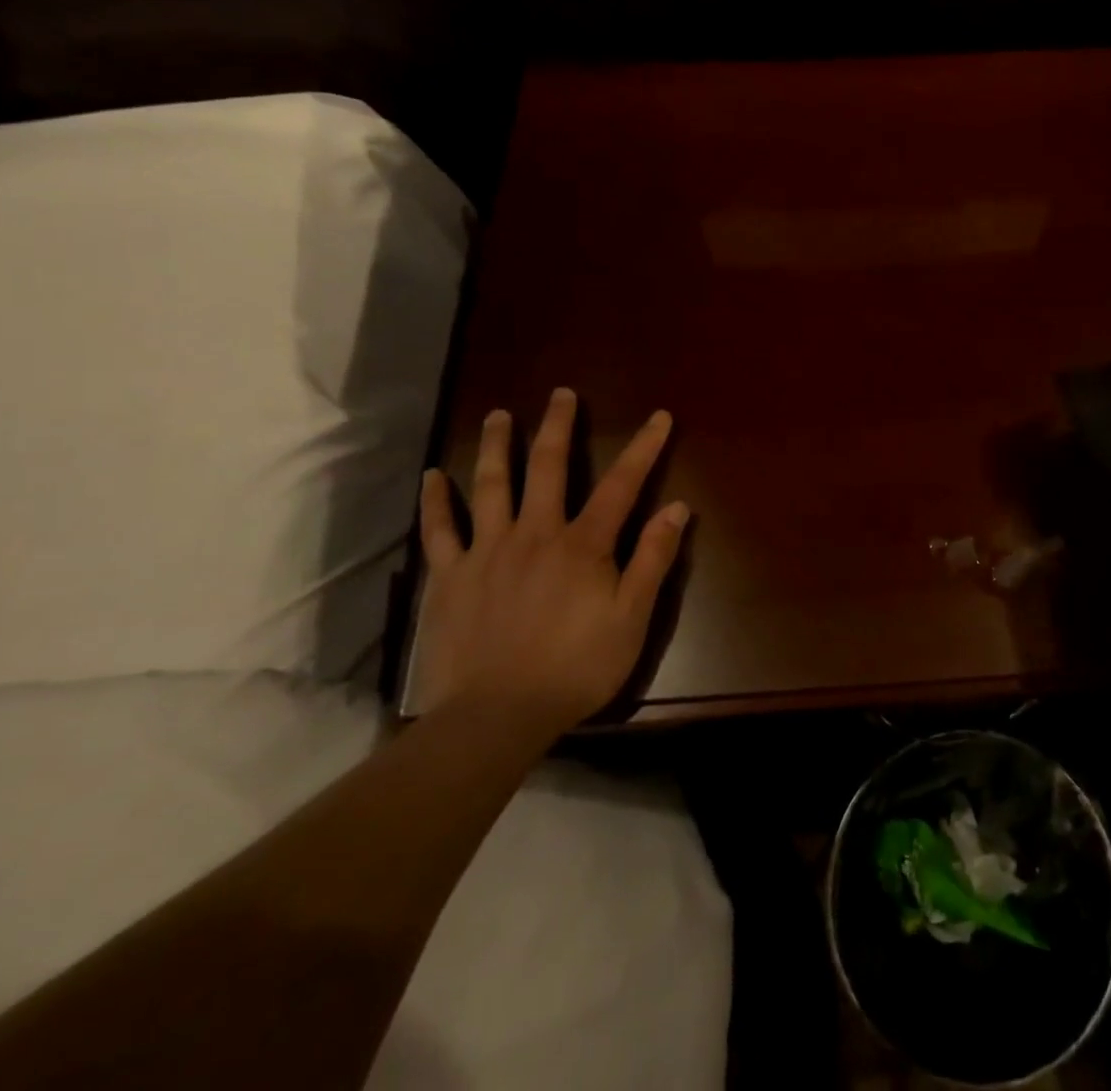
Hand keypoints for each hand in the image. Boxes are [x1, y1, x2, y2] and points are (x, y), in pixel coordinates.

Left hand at [415, 388, 687, 736]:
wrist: (495, 716)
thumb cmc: (574, 668)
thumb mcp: (632, 619)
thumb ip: (653, 559)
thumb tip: (677, 507)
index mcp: (583, 544)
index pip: (621, 484)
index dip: (643, 448)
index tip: (659, 416)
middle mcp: (534, 533)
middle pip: (547, 467)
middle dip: (558, 426)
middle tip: (561, 393)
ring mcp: (486, 551)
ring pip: (490, 485)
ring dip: (495, 446)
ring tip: (498, 416)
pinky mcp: (449, 576)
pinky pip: (440, 530)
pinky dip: (436, 501)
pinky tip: (433, 477)